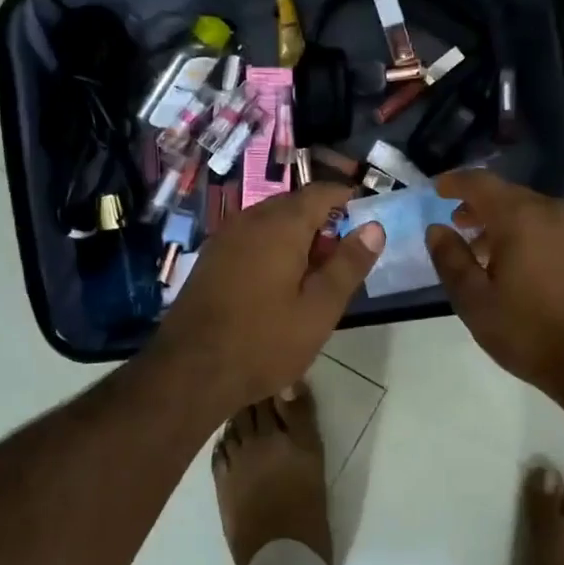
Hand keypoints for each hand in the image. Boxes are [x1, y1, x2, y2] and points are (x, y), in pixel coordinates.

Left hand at [150, 183, 384, 417]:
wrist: (189, 372)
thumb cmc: (264, 341)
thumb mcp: (319, 309)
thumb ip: (348, 265)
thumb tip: (374, 227)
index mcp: (281, 225)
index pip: (320, 192)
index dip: (346, 199)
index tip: (366, 217)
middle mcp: (250, 219)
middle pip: (294, 204)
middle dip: (322, 220)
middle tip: (343, 255)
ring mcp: (225, 237)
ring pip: (270, 222)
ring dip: (296, 236)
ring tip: (314, 273)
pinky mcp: (210, 258)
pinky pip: (250, 238)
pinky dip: (271, 247)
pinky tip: (277, 282)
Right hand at [426, 171, 563, 407]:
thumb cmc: (530, 332)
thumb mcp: (475, 302)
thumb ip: (451, 260)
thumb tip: (437, 230)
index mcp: (520, 218)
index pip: (481, 183)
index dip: (455, 183)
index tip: (437, 190)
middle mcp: (552, 212)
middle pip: (508, 194)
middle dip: (479, 205)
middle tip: (458, 225)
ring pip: (531, 210)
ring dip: (504, 221)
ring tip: (485, 251)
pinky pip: (551, 226)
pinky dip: (529, 233)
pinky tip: (521, 265)